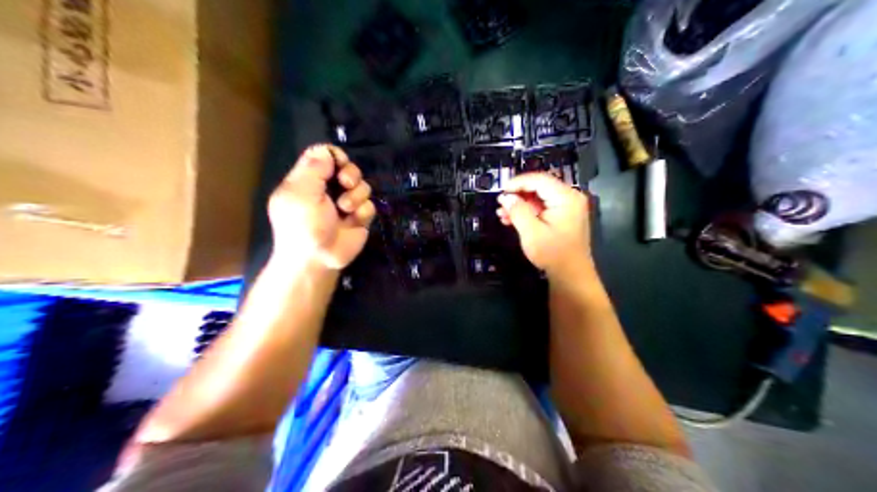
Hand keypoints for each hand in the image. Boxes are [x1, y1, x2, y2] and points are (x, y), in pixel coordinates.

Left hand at [267, 145, 377, 269]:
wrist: (316, 260)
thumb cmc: (302, 225)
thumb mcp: (300, 193)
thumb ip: (313, 168)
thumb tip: (327, 152)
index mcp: (307, 181)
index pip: (323, 155)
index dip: (334, 155)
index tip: (338, 164)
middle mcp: (327, 190)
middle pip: (348, 167)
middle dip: (351, 173)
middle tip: (345, 183)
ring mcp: (344, 205)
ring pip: (362, 185)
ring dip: (356, 195)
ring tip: (345, 209)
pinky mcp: (359, 219)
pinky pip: (369, 205)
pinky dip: (362, 211)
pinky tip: (353, 221)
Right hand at [496, 173, 591, 276]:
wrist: (571, 275)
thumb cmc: (553, 253)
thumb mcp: (531, 232)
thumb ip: (517, 211)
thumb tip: (505, 197)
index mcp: (566, 197)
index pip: (539, 180)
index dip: (518, 183)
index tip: (501, 190)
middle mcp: (570, 198)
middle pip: (540, 188)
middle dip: (518, 195)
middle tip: (500, 202)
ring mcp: (568, 208)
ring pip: (540, 199)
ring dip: (521, 205)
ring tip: (502, 214)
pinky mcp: (564, 217)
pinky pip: (544, 208)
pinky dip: (529, 212)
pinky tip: (512, 219)